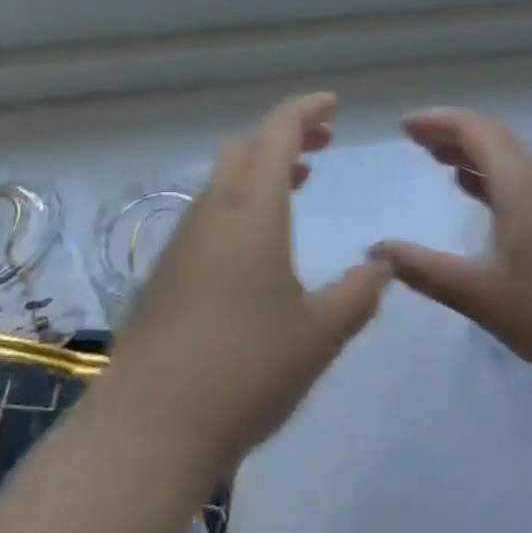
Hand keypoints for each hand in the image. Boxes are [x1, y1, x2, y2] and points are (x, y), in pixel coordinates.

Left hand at [98, 93, 389, 480]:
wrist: (148, 428)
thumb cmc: (245, 370)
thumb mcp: (320, 334)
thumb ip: (359, 293)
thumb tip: (383, 265)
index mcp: (252, 209)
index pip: (277, 132)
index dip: (306, 110)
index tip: (332, 104)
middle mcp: (213, 211)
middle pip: (247, 148)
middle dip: (286, 135)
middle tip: (323, 142)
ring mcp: (183, 240)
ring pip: (225, 179)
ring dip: (262, 169)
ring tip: (299, 182)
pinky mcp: (166, 271)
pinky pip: (211, 212)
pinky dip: (243, 201)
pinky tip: (260, 242)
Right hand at [370, 108, 531, 401]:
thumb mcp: (477, 294)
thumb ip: (423, 269)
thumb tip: (376, 250)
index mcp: (520, 184)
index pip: (475, 130)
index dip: (437, 122)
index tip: (403, 127)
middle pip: (494, 135)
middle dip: (452, 132)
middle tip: (415, 139)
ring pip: (511, 157)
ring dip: (474, 151)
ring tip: (438, 160)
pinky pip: (522, 178)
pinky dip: (492, 174)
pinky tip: (477, 194)